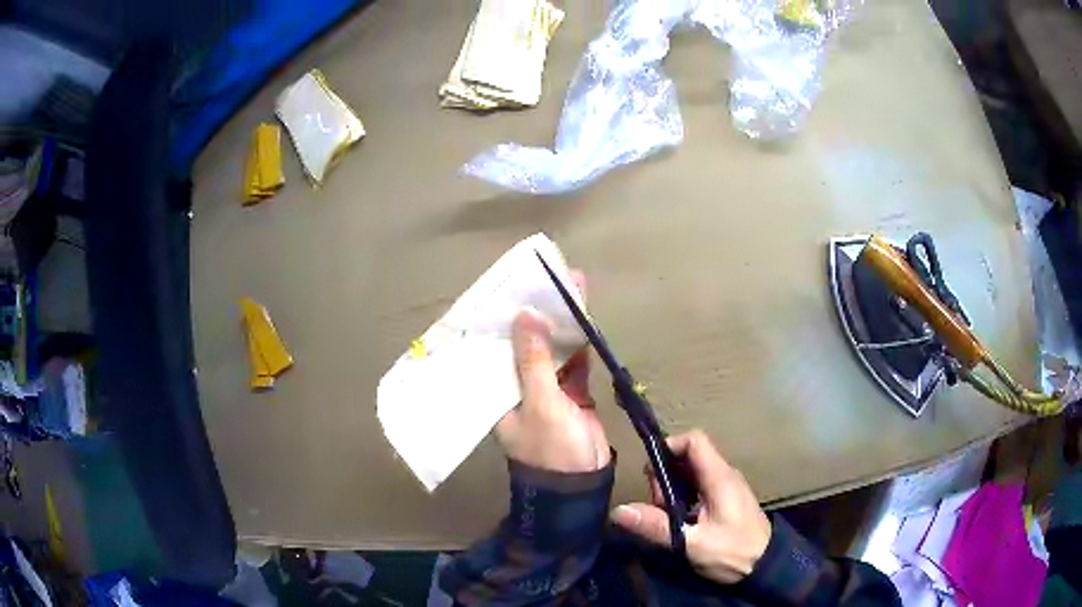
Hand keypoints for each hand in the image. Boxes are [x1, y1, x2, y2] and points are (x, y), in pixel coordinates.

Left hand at [495, 273, 610, 472]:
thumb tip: (525, 315)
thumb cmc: (551, 450)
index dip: (501, 317)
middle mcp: (516, 385)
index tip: (509, 287)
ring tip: (570, 286)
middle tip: (546, 278)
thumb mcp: (541, 404)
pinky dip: (578, 341)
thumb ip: (533, 361)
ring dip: (560, 322)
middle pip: (524, 342)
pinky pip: (573, 361)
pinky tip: (583, 315)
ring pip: (551, 348)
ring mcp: (546, 388)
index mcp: (496, 390)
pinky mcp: (571, 392)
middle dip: (536, 312)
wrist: (581, 485)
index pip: (493, 346)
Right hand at [611, 430, 770, 583]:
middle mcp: (724, 475)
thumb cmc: (733, 552)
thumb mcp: (691, 543)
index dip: (669, 447)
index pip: (694, 441)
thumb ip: (656, 526)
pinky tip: (680, 521)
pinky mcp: (726, 499)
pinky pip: (700, 486)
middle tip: (657, 508)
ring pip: (692, 473)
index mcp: (719, 477)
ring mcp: (727, 486)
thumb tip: (618, 511)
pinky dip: (684, 497)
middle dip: (665, 476)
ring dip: (673, 489)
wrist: (767, 566)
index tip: (650, 472)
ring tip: (667, 518)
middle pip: (688, 457)